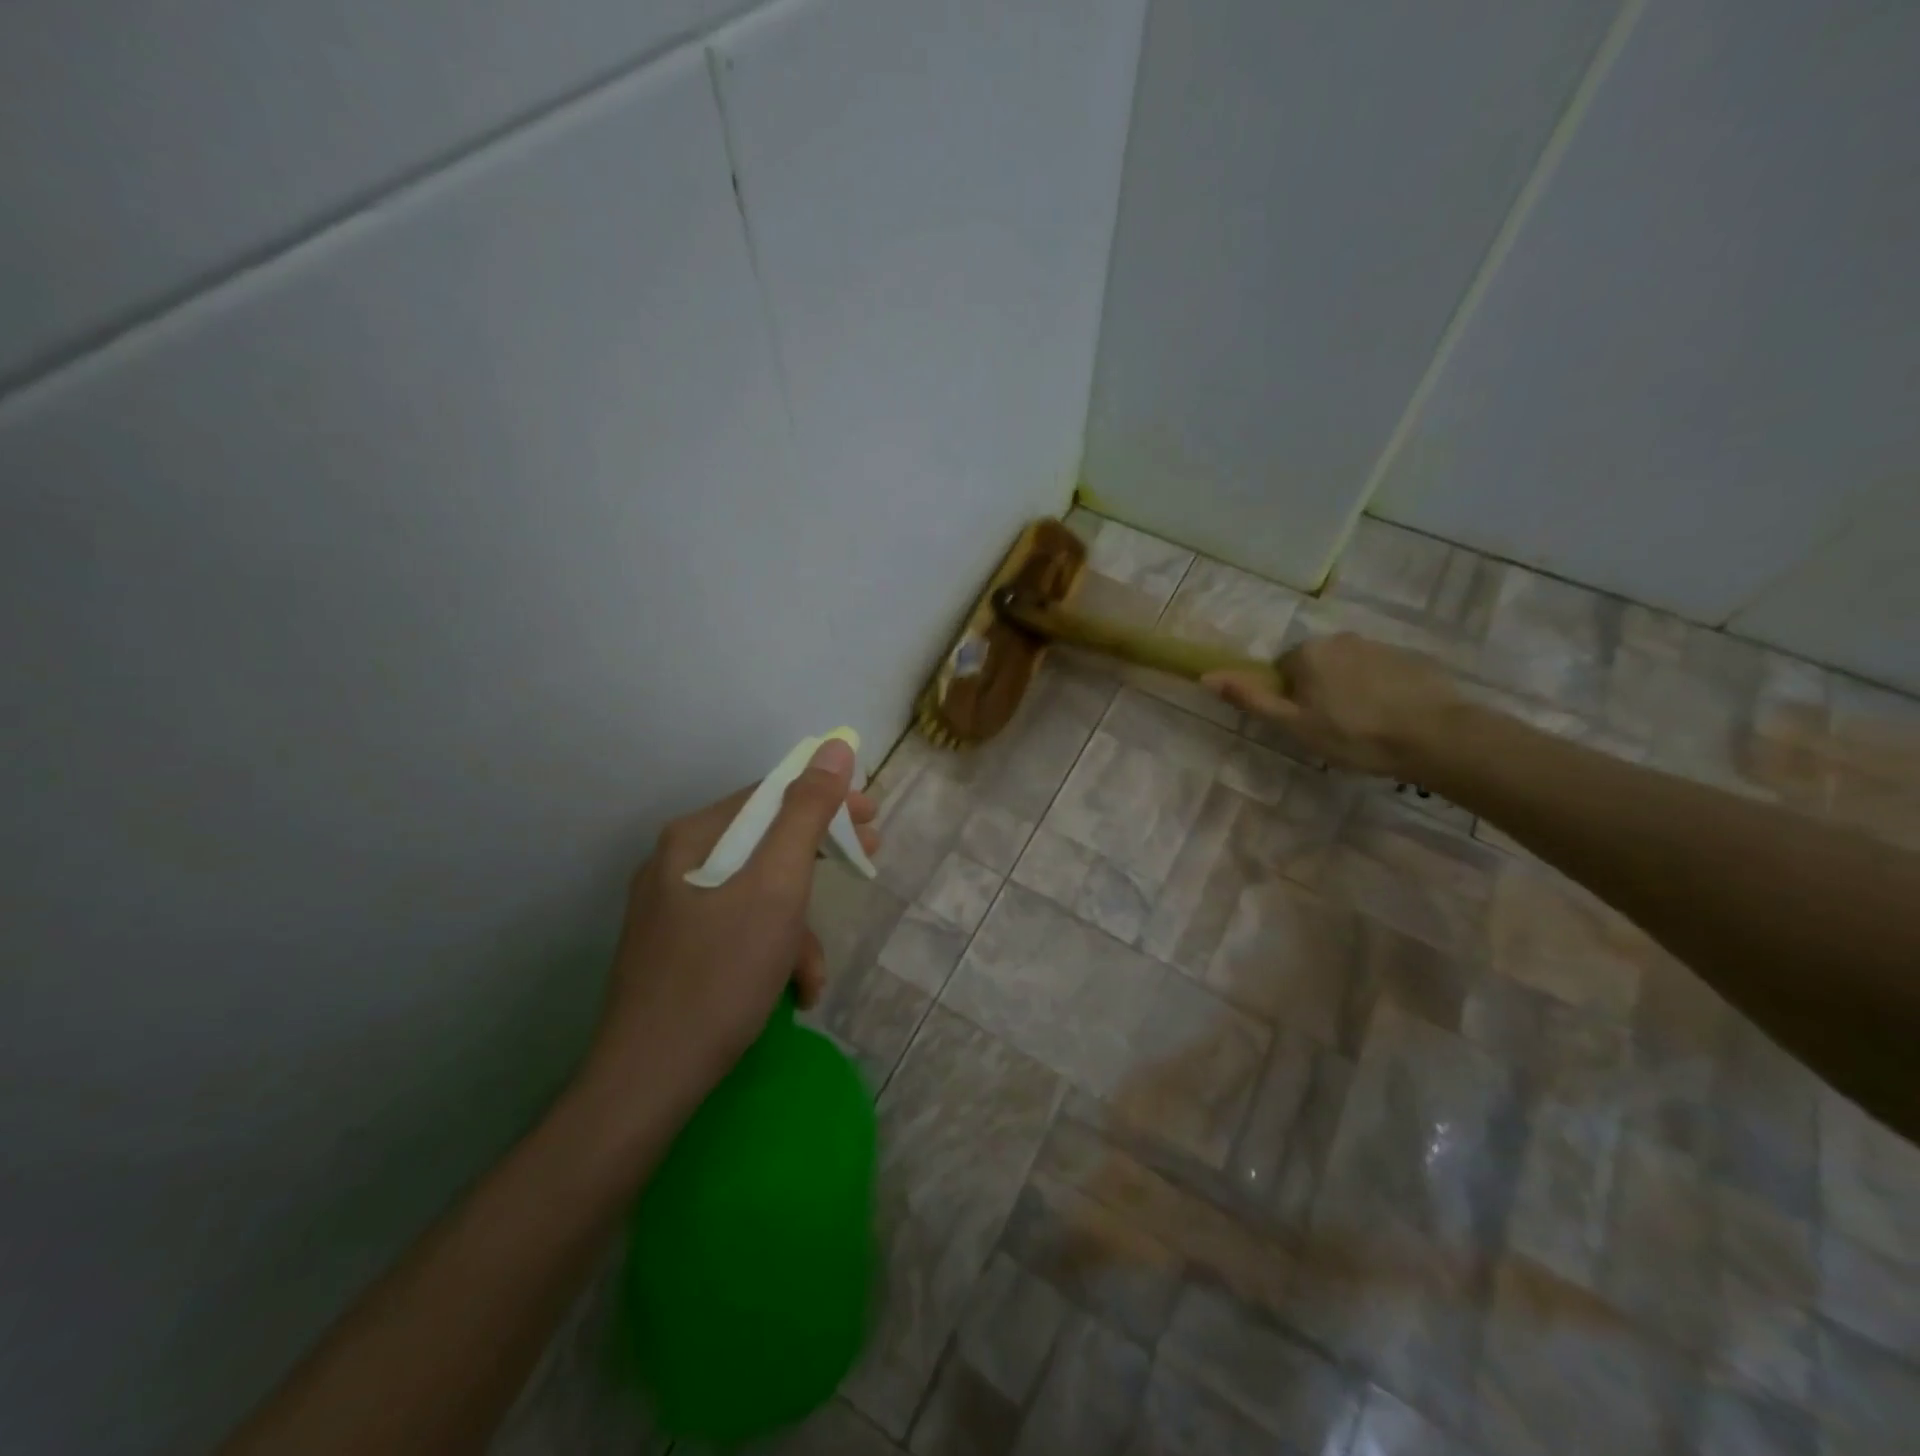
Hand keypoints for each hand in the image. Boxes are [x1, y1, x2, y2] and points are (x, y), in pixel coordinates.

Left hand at [580, 739, 880, 1109]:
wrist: (647, 1082)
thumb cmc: (720, 975)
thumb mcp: (776, 887)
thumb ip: (807, 813)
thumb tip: (834, 747)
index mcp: (694, 838)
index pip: (771, 795)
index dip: (827, 800)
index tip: (873, 818)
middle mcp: (678, 863)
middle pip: (765, 842)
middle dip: (819, 860)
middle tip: (867, 863)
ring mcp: (674, 910)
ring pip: (756, 894)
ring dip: (797, 927)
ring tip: (814, 975)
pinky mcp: (678, 951)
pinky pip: (739, 929)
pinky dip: (771, 952)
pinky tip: (792, 992)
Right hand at [1203, 632, 1459, 776]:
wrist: (1435, 736)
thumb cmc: (1353, 734)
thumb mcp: (1293, 724)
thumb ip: (1250, 699)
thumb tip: (1206, 676)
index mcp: (1307, 652)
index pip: (1282, 671)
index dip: (1289, 700)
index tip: (1306, 725)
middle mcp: (1340, 638)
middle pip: (1314, 666)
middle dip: (1318, 692)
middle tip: (1333, 729)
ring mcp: (1378, 645)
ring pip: (1348, 669)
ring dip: (1349, 691)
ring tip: (1365, 726)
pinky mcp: (1410, 658)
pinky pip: (1380, 673)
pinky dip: (1379, 691)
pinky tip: (1391, 718)